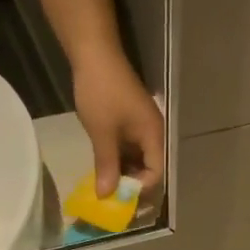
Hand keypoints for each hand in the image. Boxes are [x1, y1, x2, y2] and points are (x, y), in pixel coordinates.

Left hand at [73, 46, 163, 197]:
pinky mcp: (130, 122)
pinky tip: (104, 167)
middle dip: (131, 184)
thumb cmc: (101, 92)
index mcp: (154, 135)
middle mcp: (153, 133)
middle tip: (111, 197)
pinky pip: (130, 149)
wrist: (93, 52)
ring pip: (138, 160)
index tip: (118, 197)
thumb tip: (106, 196)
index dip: (139, 188)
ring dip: (123, 173)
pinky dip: (119, 160)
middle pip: (149, 169)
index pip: (156, 173)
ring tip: (105, 185)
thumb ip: (107, 166)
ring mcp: (141, 127)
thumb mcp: (102, 133)